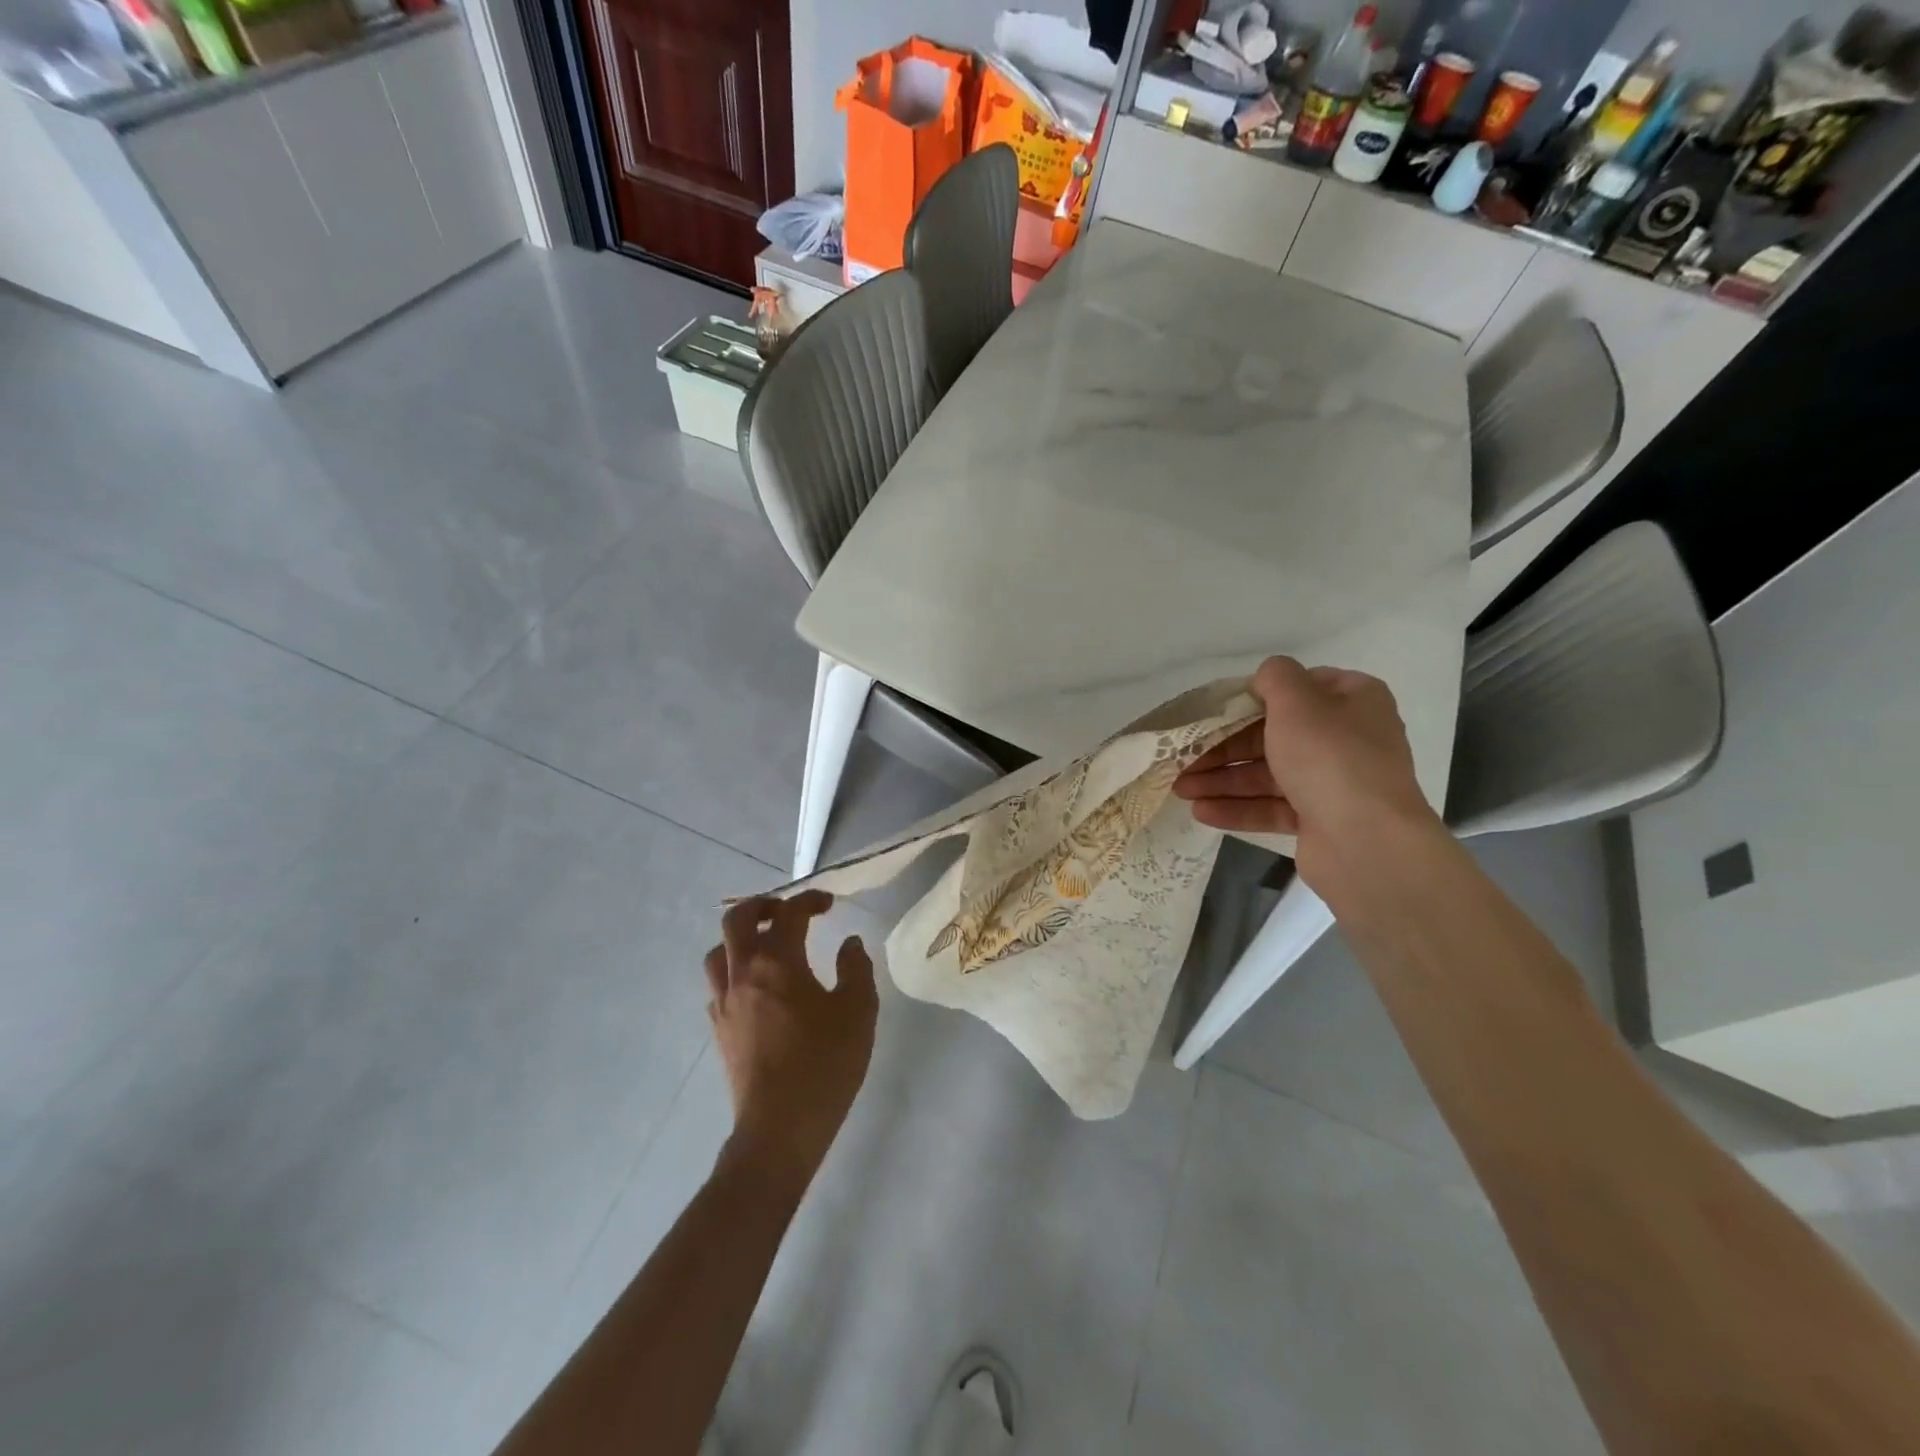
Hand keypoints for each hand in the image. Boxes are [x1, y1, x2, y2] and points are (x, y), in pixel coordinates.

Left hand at [706, 892, 876, 1195]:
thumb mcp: (858, 1011)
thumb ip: (856, 968)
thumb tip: (849, 942)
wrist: (780, 1128)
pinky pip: (718, 984)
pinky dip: (734, 971)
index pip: (789, 913)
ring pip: (719, 951)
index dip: (810, 900)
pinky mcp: (719, 1029)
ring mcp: (725, 1002)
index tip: (829, 905)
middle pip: (737, 919)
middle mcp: (743, 973)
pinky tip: (758, 988)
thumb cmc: (825, 1064)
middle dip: (763, 906)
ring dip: (741, 938)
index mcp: (778, 962)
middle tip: (789, 913)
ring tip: (768, 946)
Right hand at [1174, 657, 1441, 889]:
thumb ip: (1275, 677)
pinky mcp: (1319, 820)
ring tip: (1181, 789)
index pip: (1300, 688)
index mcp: (1354, 701)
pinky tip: (1200, 812)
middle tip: (1184, 757)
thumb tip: (1264, 678)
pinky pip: (1271, 807)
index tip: (1217, 710)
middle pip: (1274, 735)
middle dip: (1224, 747)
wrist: (1366, 842)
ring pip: (1268, 774)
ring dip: (1223, 780)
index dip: (1256, 696)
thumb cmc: (1330, 758)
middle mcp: (1348, 738)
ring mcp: (1333, 782)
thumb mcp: (1297, 701)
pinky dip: (1237, 808)